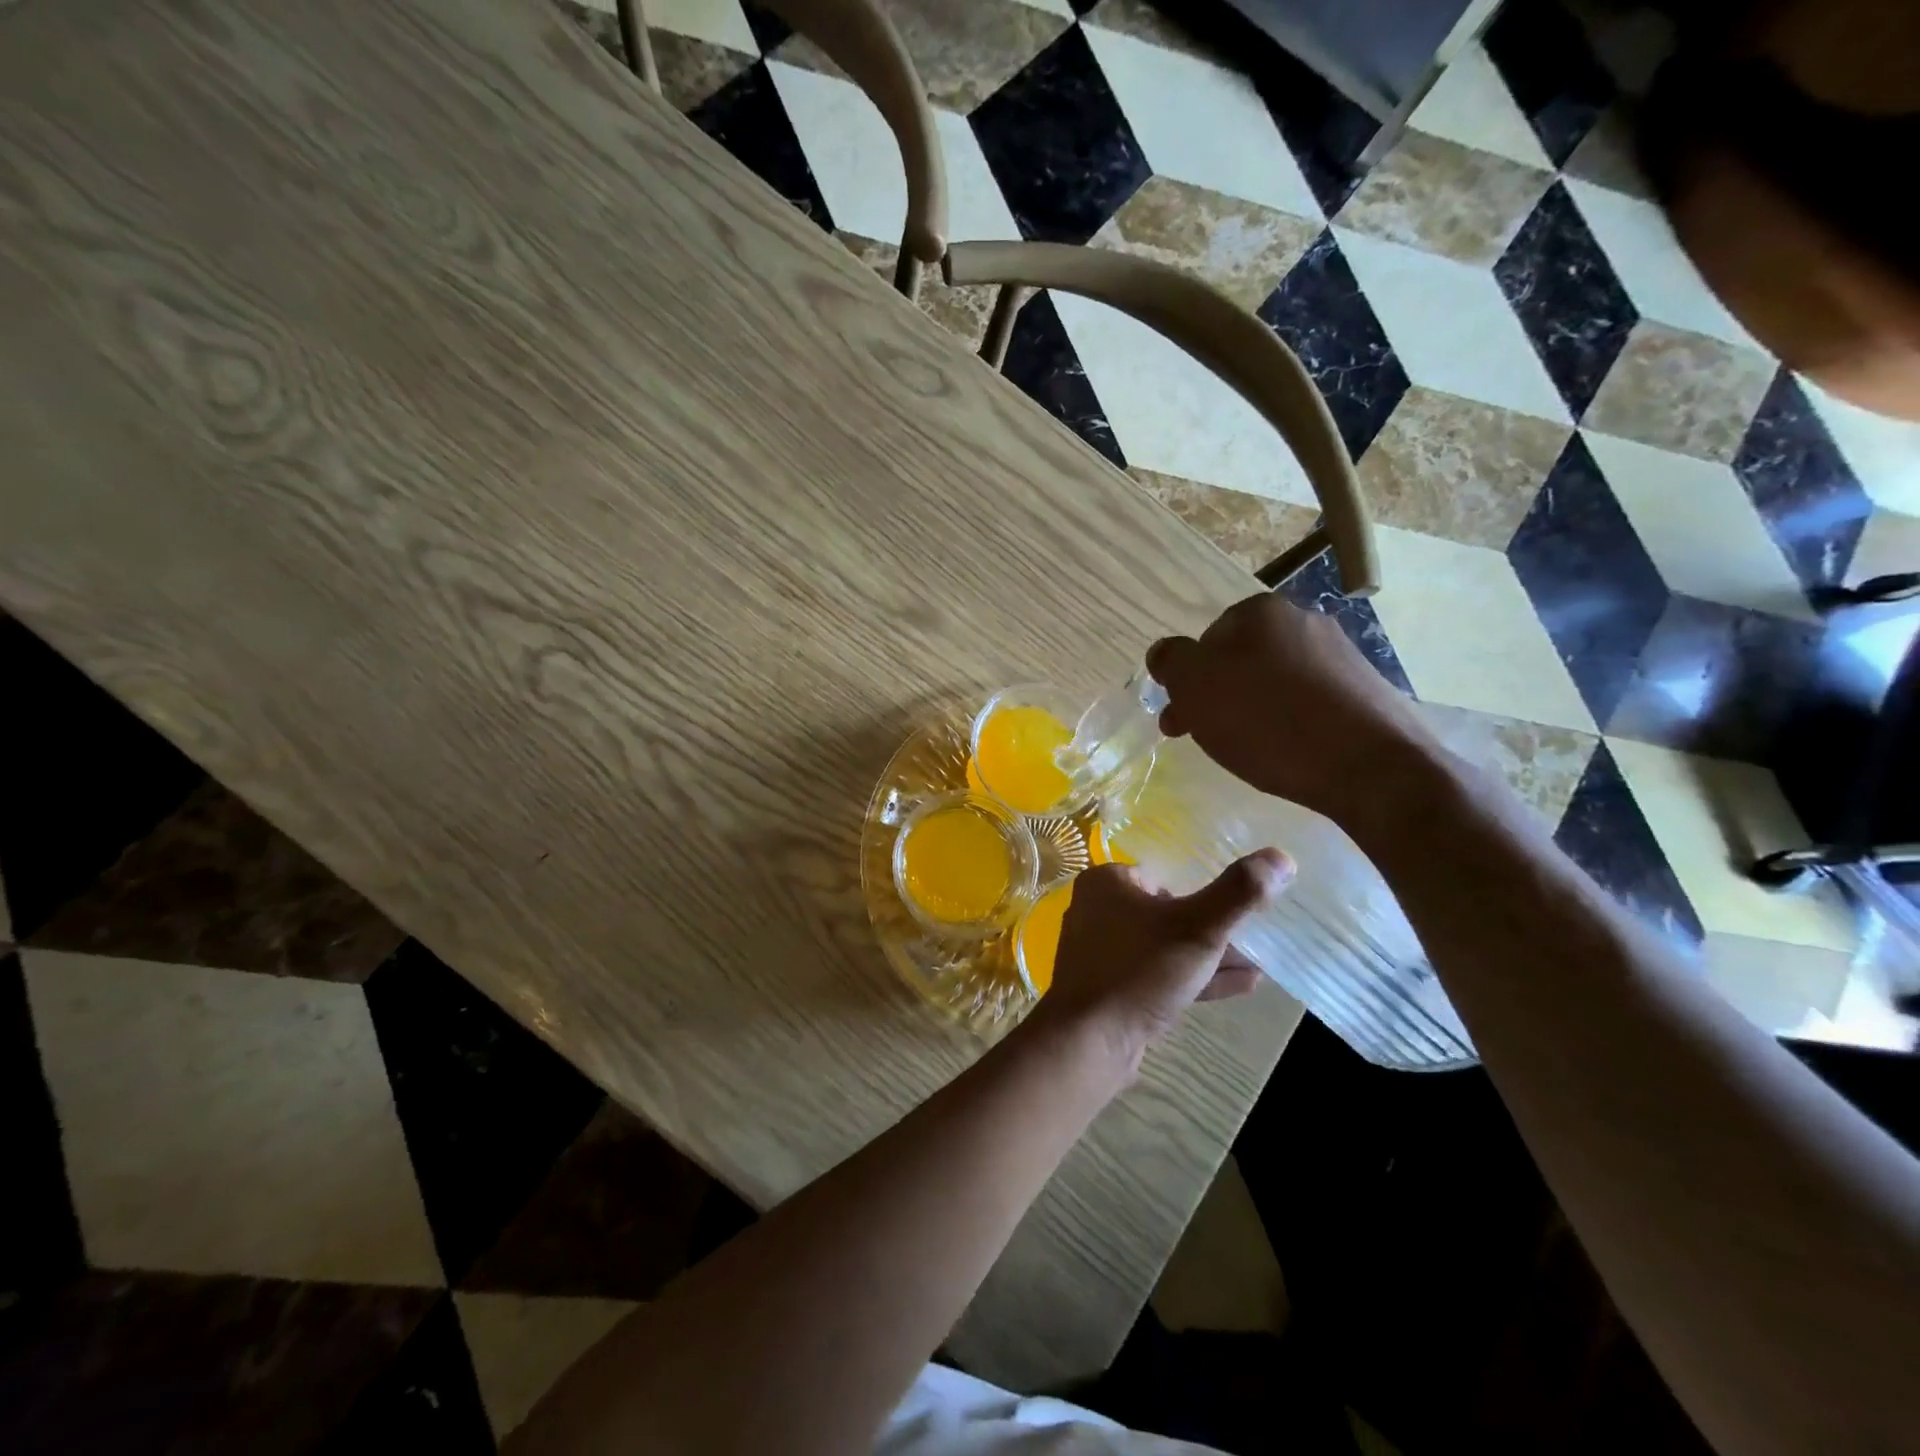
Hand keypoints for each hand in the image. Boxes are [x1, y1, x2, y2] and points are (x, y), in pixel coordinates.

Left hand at [1029, 851, 1294, 1058]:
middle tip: (1253, 938)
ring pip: (1164, 946)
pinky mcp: (1110, 988)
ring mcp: (1101, 953)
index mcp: (1106, 883)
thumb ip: (1239, 893)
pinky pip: (1156, 975)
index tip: (1236, 907)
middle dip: (1213, 929)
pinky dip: (1193, 978)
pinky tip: (1241, 985)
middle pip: (1166, 912)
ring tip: (1256, 966)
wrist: (1089, 1041)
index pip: (1163, 875)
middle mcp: (1097, 911)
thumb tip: (1281, 857)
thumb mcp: (1198, 927)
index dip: (1200, 892)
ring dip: (1209, 957)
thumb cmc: (1140, 970)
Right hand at [1146, 593, 1434, 823]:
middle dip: (1217, 696)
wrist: (1370, 766)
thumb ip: (1171, 662)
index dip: (1187, 680)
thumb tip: (1164, 653)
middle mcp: (1302, 620)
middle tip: (1204, 737)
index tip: (1181, 718)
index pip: (1205, 640)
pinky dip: (1288, 721)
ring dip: (1251, 709)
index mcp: (1260, 611)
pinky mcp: (1364, 690)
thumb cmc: (1268, 721)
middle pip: (1240, 659)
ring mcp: (1340, 654)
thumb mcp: (1196, 688)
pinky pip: (1308, 701)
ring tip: (1247, 749)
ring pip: (1274, 681)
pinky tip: (1287, 750)